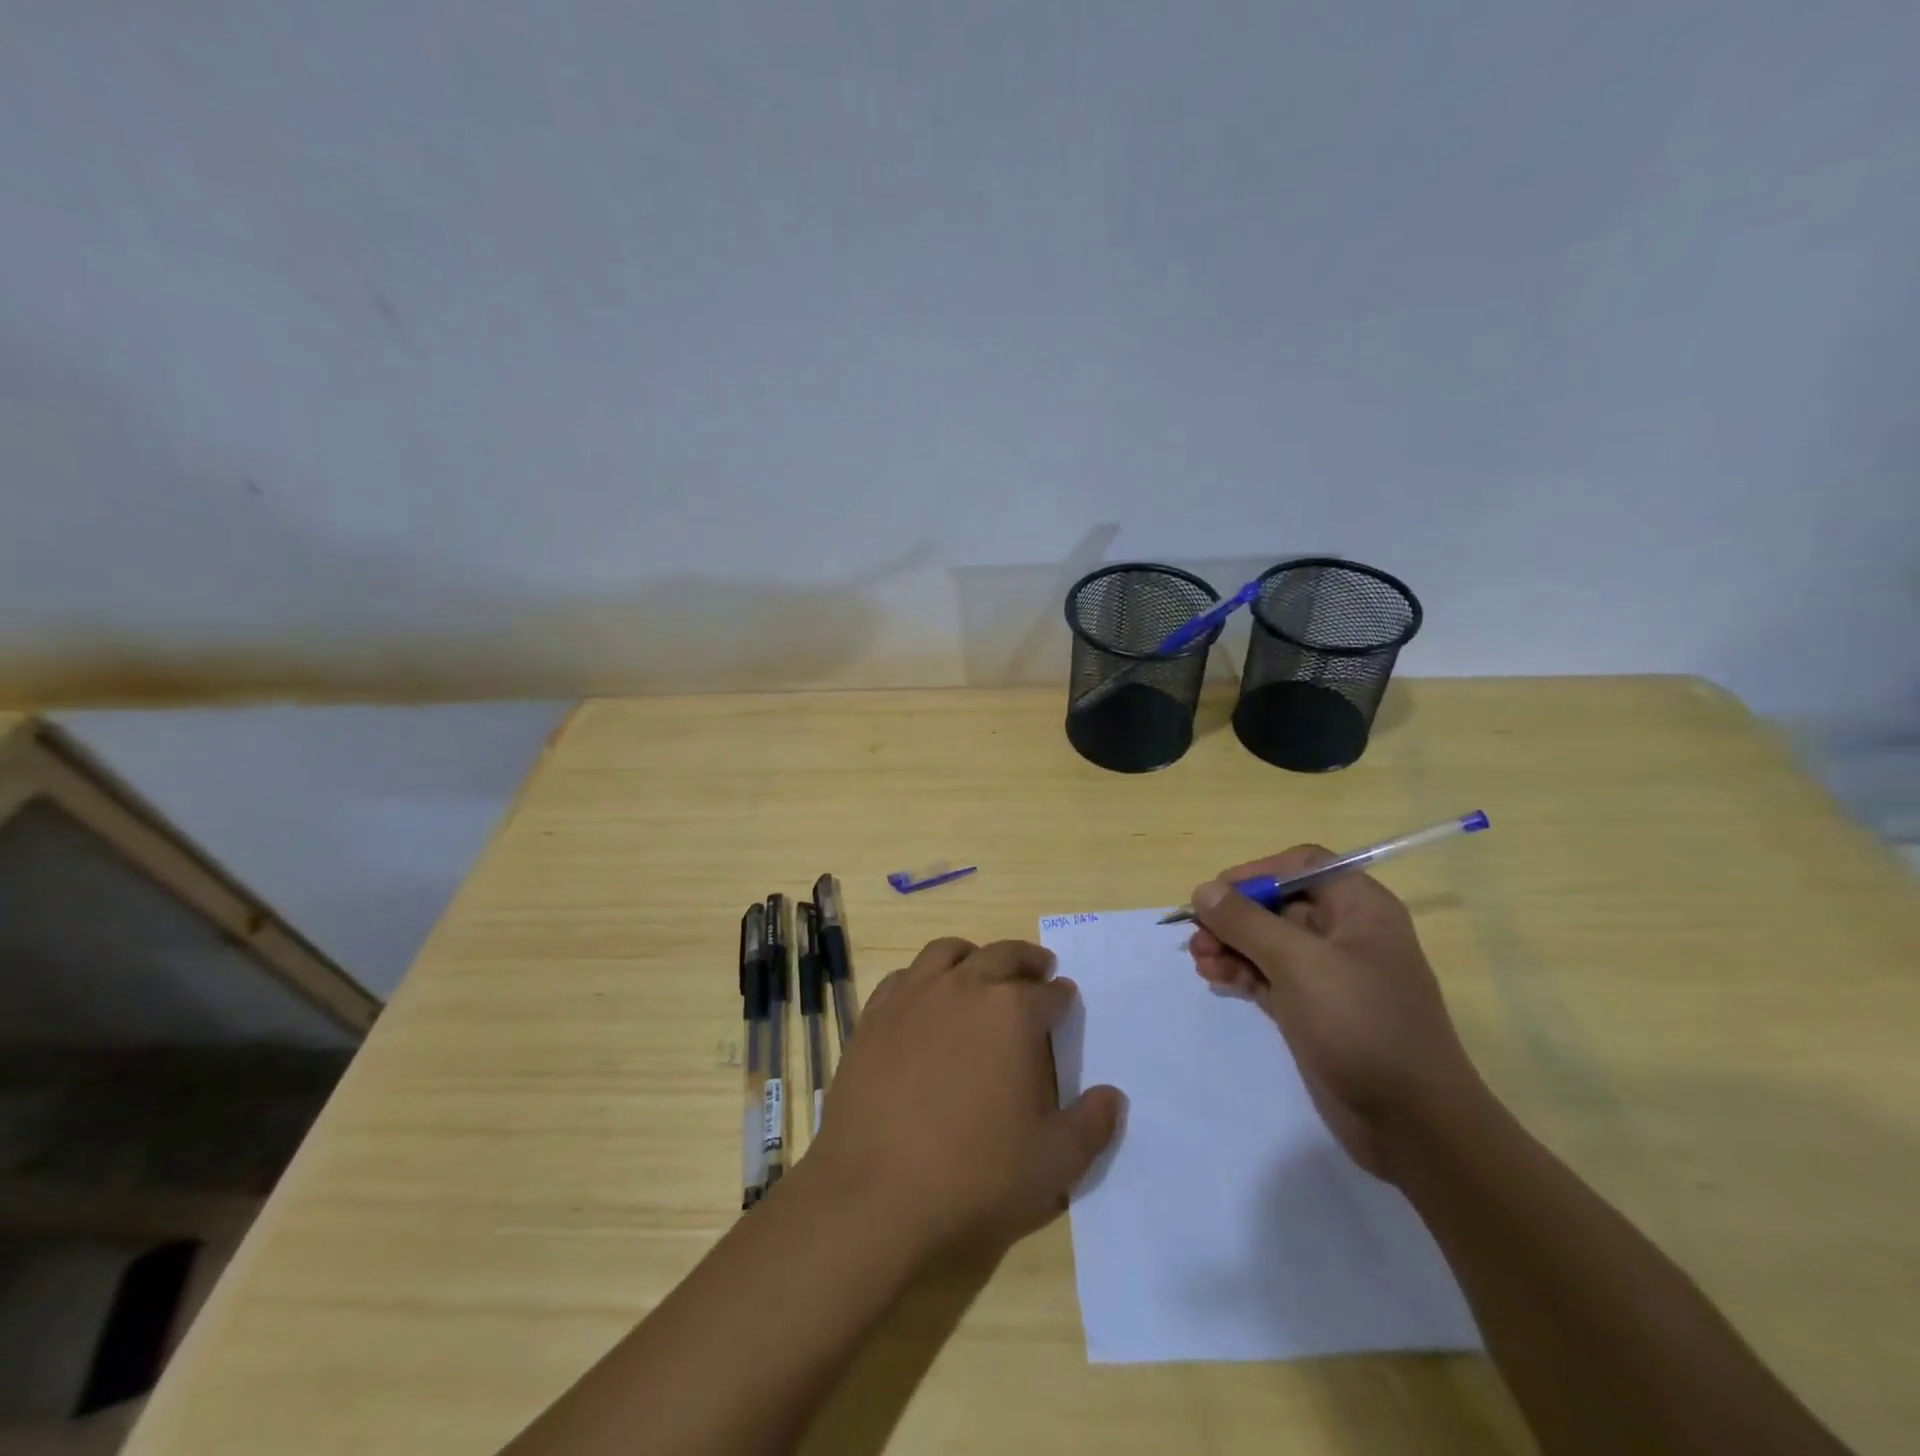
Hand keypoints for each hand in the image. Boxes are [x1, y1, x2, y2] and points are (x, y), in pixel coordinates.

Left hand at [804, 937, 1123, 1259]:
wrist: (874, 1194)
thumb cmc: (975, 1177)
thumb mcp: (1055, 1164)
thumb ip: (1093, 1125)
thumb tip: (1113, 1096)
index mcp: (1013, 1012)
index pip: (1049, 993)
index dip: (1062, 997)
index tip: (1066, 1001)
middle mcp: (964, 987)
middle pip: (1002, 955)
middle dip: (1027, 960)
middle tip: (1039, 969)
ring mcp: (914, 996)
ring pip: (948, 952)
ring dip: (974, 956)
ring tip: (982, 970)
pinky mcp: (874, 1015)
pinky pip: (904, 977)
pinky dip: (924, 977)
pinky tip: (926, 999)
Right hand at [1186, 847, 1481, 1178]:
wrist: (1412, 1124)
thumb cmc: (1362, 1025)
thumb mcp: (1299, 964)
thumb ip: (1247, 922)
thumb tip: (1204, 890)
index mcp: (1359, 907)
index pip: (1301, 865)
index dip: (1257, 873)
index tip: (1217, 895)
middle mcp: (1345, 933)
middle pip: (1277, 904)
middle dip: (1234, 916)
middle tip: (1197, 936)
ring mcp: (1329, 974)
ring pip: (1267, 942)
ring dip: (1230, 945)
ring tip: (1201, 962)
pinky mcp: (1314, 1008)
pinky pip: (1268, 976)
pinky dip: (1240, 973)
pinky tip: (1214, 979)